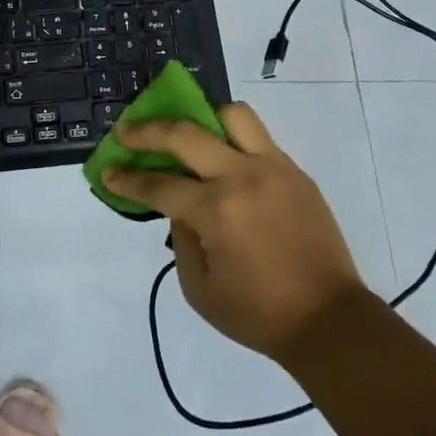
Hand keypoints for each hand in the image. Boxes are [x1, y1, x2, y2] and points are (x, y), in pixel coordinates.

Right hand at [102, 104, 363, 360]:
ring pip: (232, 115)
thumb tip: (178, 205)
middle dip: (147, 130)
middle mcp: (242, 177)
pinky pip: (259, 138)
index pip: (158, 185)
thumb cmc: (258, 313)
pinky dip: (234, 140)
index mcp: (216, 211)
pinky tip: (225, 161)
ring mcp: (273, 167)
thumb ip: (180, 238)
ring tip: (191, 135)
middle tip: (127, 132)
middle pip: (186, 133)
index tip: (107, 171)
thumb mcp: (199, 288)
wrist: (328, 319)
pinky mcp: (295, 171)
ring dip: (203, 119)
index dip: (127, 179)